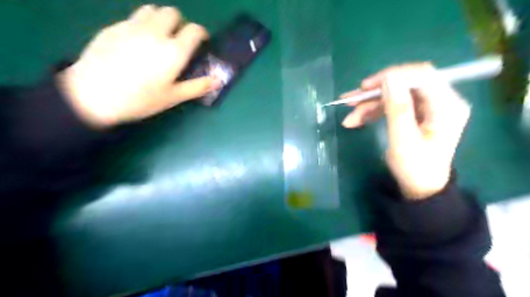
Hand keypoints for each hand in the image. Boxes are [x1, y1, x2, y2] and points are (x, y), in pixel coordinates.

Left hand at [57, 5, 221, 127]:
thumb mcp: (174, 97)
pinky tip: (136, 43)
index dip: (201, 33)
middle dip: (180, 23)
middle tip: (178, 39)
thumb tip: (219, 81)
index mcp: (174, 51)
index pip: (194, 30)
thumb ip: (198, 86)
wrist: (94, 95)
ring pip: (152, 10)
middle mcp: (156, 33)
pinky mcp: (113, 27)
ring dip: (161, 19)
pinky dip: (142, 25)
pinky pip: (133, 18)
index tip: (202, 41)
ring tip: (158, 37)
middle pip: (173, 13)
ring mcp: (132, 27)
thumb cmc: (140, 99)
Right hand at [341, 64, 469, 199]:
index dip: (391, 76)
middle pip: (404, 84)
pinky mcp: (416, 114)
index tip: (365, 87)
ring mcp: (428, 107)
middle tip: (350, 101)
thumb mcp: (403, 140)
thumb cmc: (415, 167)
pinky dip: (374, 111)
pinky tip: (357, 120)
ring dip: (370, 104)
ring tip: (350, 118)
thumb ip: (397, 108)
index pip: (421, 75)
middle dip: (375, 93)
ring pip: (394, 95)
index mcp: (446, 105)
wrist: (420, 188)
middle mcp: (440, 100)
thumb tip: (389, 77)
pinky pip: (392, 105)